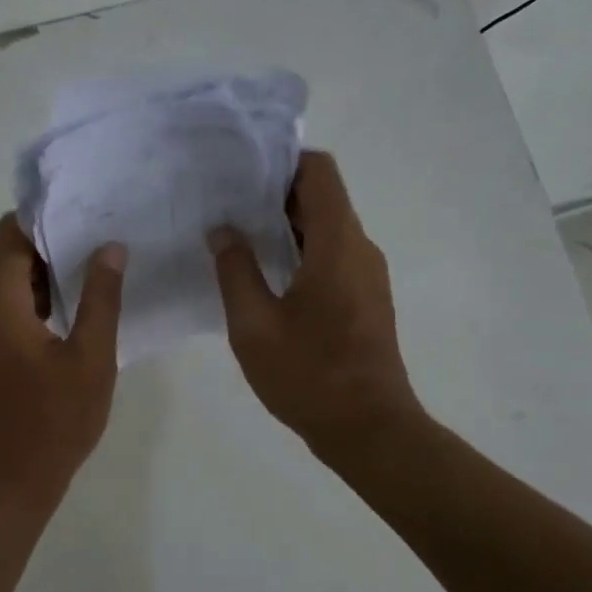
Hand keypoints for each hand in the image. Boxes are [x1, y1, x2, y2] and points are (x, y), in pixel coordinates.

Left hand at [0, 214, 125, 509]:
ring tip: (97, 267)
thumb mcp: (90, 358)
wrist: (10, 484)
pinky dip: (39, 303)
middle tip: (102, 234)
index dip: (45, 216)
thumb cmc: (54, 421)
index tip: (85, 206)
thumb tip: (110, 247)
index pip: (11, 234)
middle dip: (52, 243)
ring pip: (11, 287)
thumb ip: (100, 298)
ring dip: (48, 275)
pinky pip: (10, 313)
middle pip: (9, 257)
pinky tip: (78, 309)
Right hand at [208, 151, 421, 457]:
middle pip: (322, 199)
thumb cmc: (309, 375)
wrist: (368, 429)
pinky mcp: (366, 301)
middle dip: (275, 196)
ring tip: (238, 239)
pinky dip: (301, 255)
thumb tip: (223, 231)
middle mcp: (360, 249)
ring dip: (286, 229)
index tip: (241, 174)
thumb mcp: (254, 325)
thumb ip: (235, 271)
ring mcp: (368, 276)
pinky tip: (266, 278)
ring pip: (327, 231)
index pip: (319, 172)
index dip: (282, 162)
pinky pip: (333, 259)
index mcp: (338, 244)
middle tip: (226, 205)